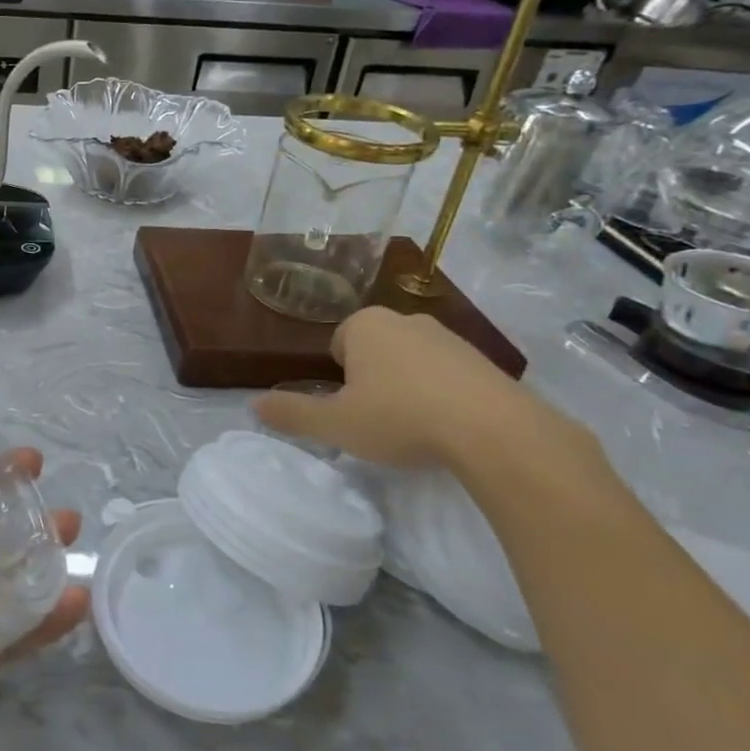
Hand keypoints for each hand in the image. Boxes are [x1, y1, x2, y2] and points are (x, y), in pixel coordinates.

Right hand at [253, 306, 576, 469]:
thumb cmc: (400, 418)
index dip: (338, 378)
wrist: (495, 431)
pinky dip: (442, 394)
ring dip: (407, 386)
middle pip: (374, 349)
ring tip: (413, 426)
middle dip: (371, 378)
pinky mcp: (484, 360)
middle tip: (376, 419)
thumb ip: (292, 414)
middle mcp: (405, 319)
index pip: (337, 343)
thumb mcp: (335, 424)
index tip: (349, 408)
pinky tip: (447, 426)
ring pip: (411, 360)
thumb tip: (254, 406)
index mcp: (365, 325)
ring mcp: (450, 337)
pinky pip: (447, 374)